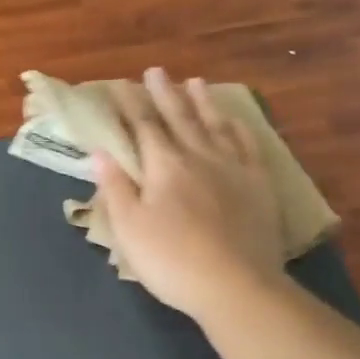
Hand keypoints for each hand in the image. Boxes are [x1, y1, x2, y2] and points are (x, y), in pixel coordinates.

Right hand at [94, 67, 288, 322]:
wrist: (237, 287)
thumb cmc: (172, 260)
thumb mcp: (129, 228)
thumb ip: (116, 187)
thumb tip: (100, 152)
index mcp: (164, 165)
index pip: (143, 126)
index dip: (130, 104)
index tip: (120, 85)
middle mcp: (199, 156)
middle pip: (179, 117)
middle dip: (164, 93)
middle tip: (156, 71)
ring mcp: (233, 168)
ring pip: (215, 125)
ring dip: (202, 102)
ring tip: (194, 82)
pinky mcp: (259, 186)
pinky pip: (248, 146)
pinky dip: (238, 129)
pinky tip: (234, 121)